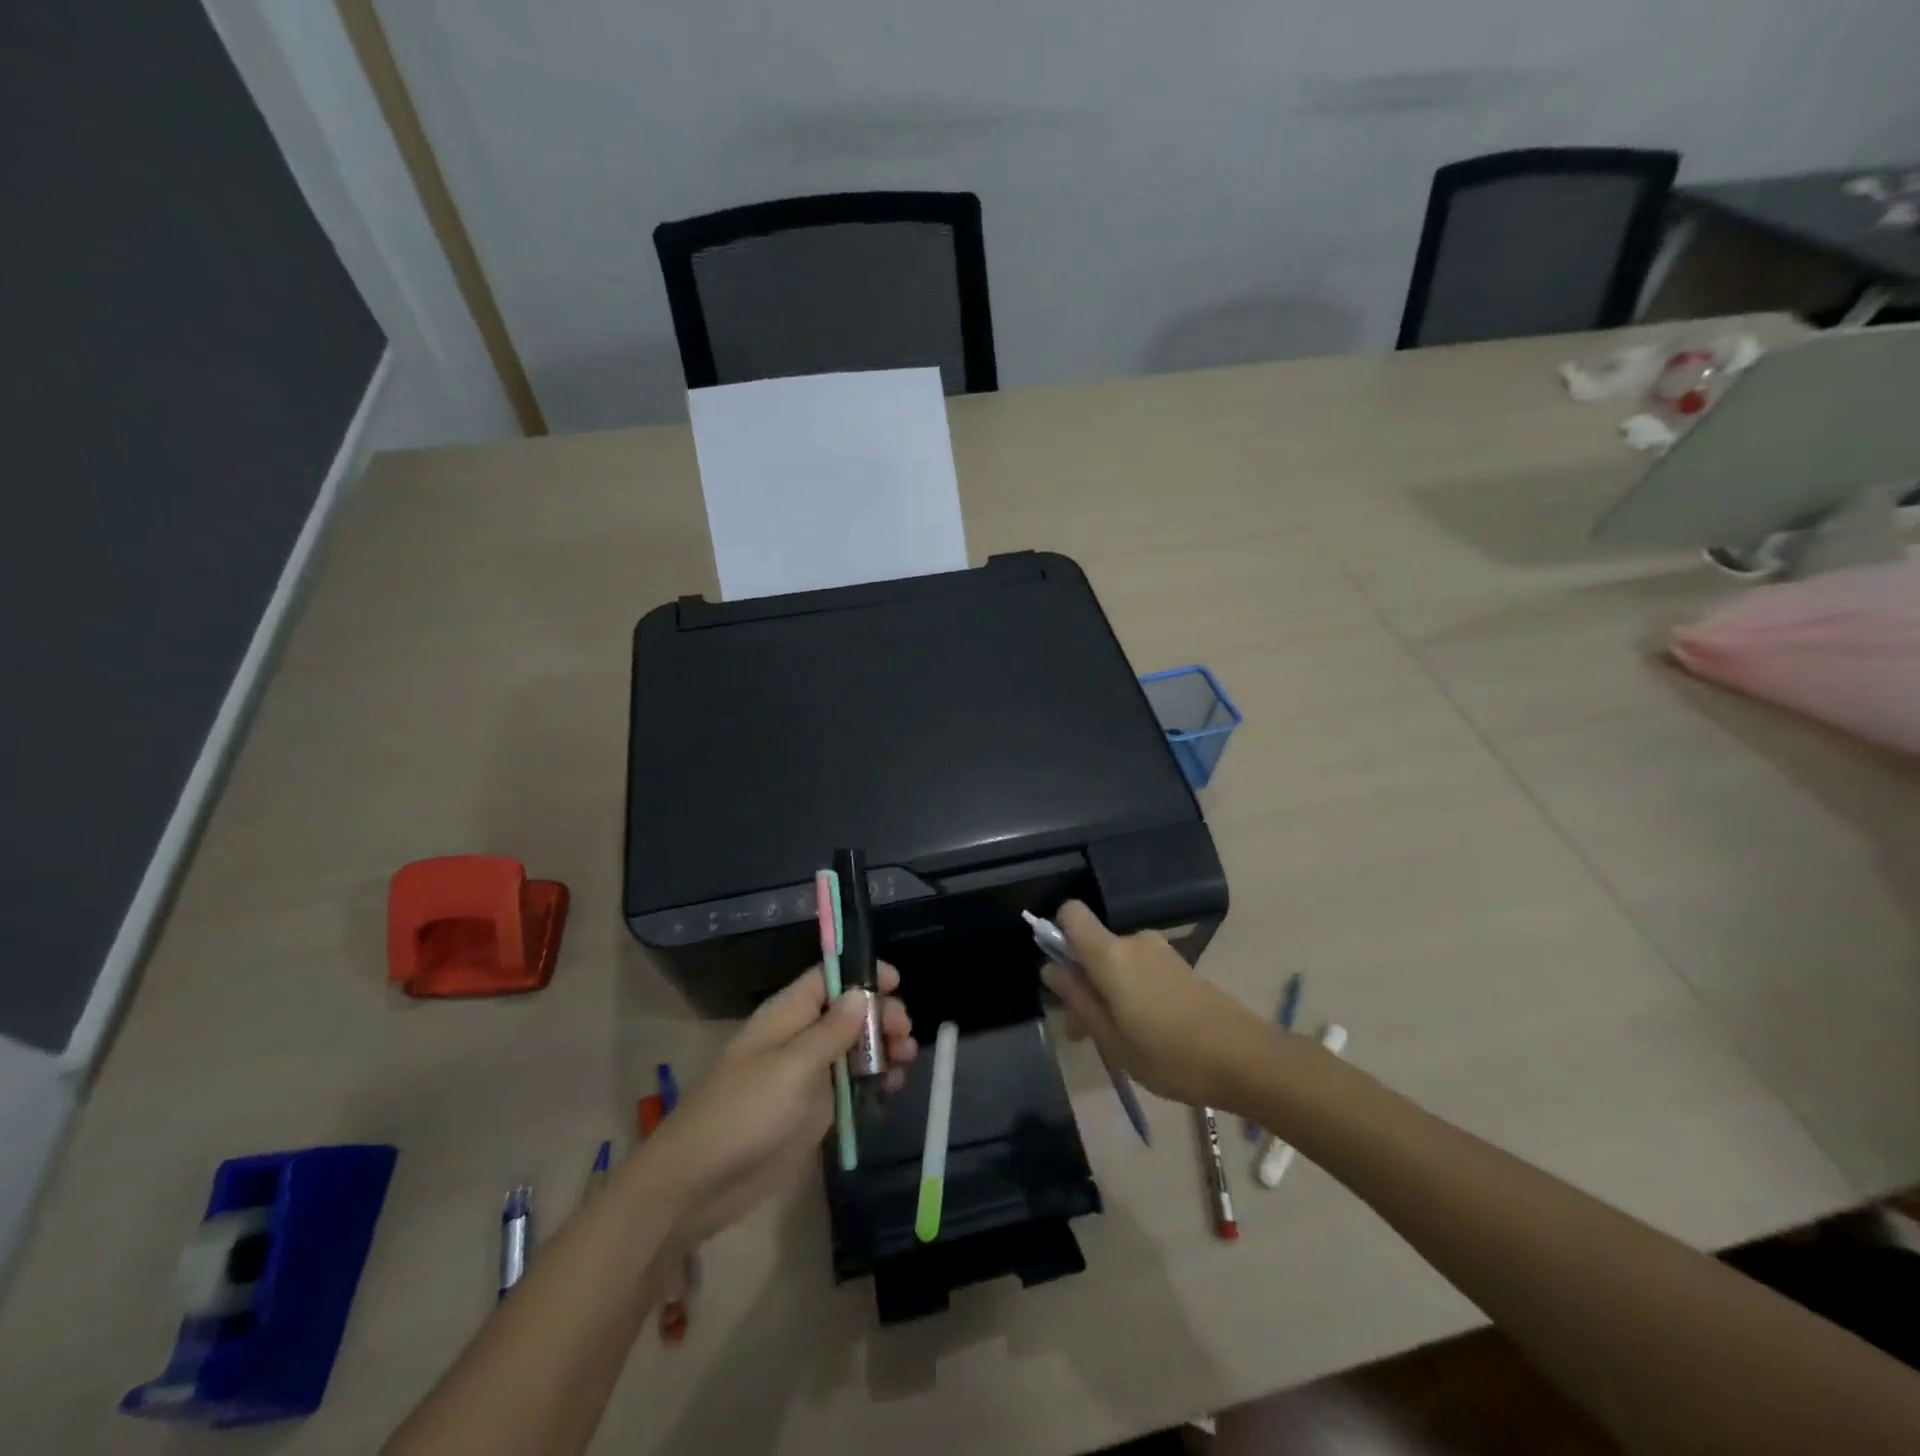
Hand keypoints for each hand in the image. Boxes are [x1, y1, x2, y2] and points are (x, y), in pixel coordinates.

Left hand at [640, 965, 914, 1250]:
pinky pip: (850, 1086)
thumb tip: (861, 993)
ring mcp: (806, 1075)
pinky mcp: (812, 1110)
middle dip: (880, 1016)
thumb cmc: (745, 1113)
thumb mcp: (793, 1066)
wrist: (699, 1183)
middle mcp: (799, 1037)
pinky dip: (873, 1083)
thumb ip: (831, 1030)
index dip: (861, 975)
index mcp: (788, 1015)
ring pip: (854, 1049)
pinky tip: (891, 1089)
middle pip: (848, 1012)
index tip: (896, 982)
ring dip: (882, 1049)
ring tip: (905, 1060)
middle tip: (905, 1035)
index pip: (828, 978)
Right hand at [1042, 901, 1268, 1108]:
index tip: (1060, 973)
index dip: (1058, 934)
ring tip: (1115, 1039)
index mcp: (1110, 954)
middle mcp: (1133, 941)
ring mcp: (1160, 951)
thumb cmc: (1169, 1055)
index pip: (1071, 913)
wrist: (1245, 1059)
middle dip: (1081, 979)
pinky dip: (1130, 991)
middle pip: (1092, 945)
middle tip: (1084, 1030)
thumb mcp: (1111, 1039)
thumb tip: (1049, 969)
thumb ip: (1078, 1000)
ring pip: (1116, 961)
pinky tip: (1144, 1032)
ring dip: (1106, 990)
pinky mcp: (1179, 965)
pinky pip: (1139, 969)